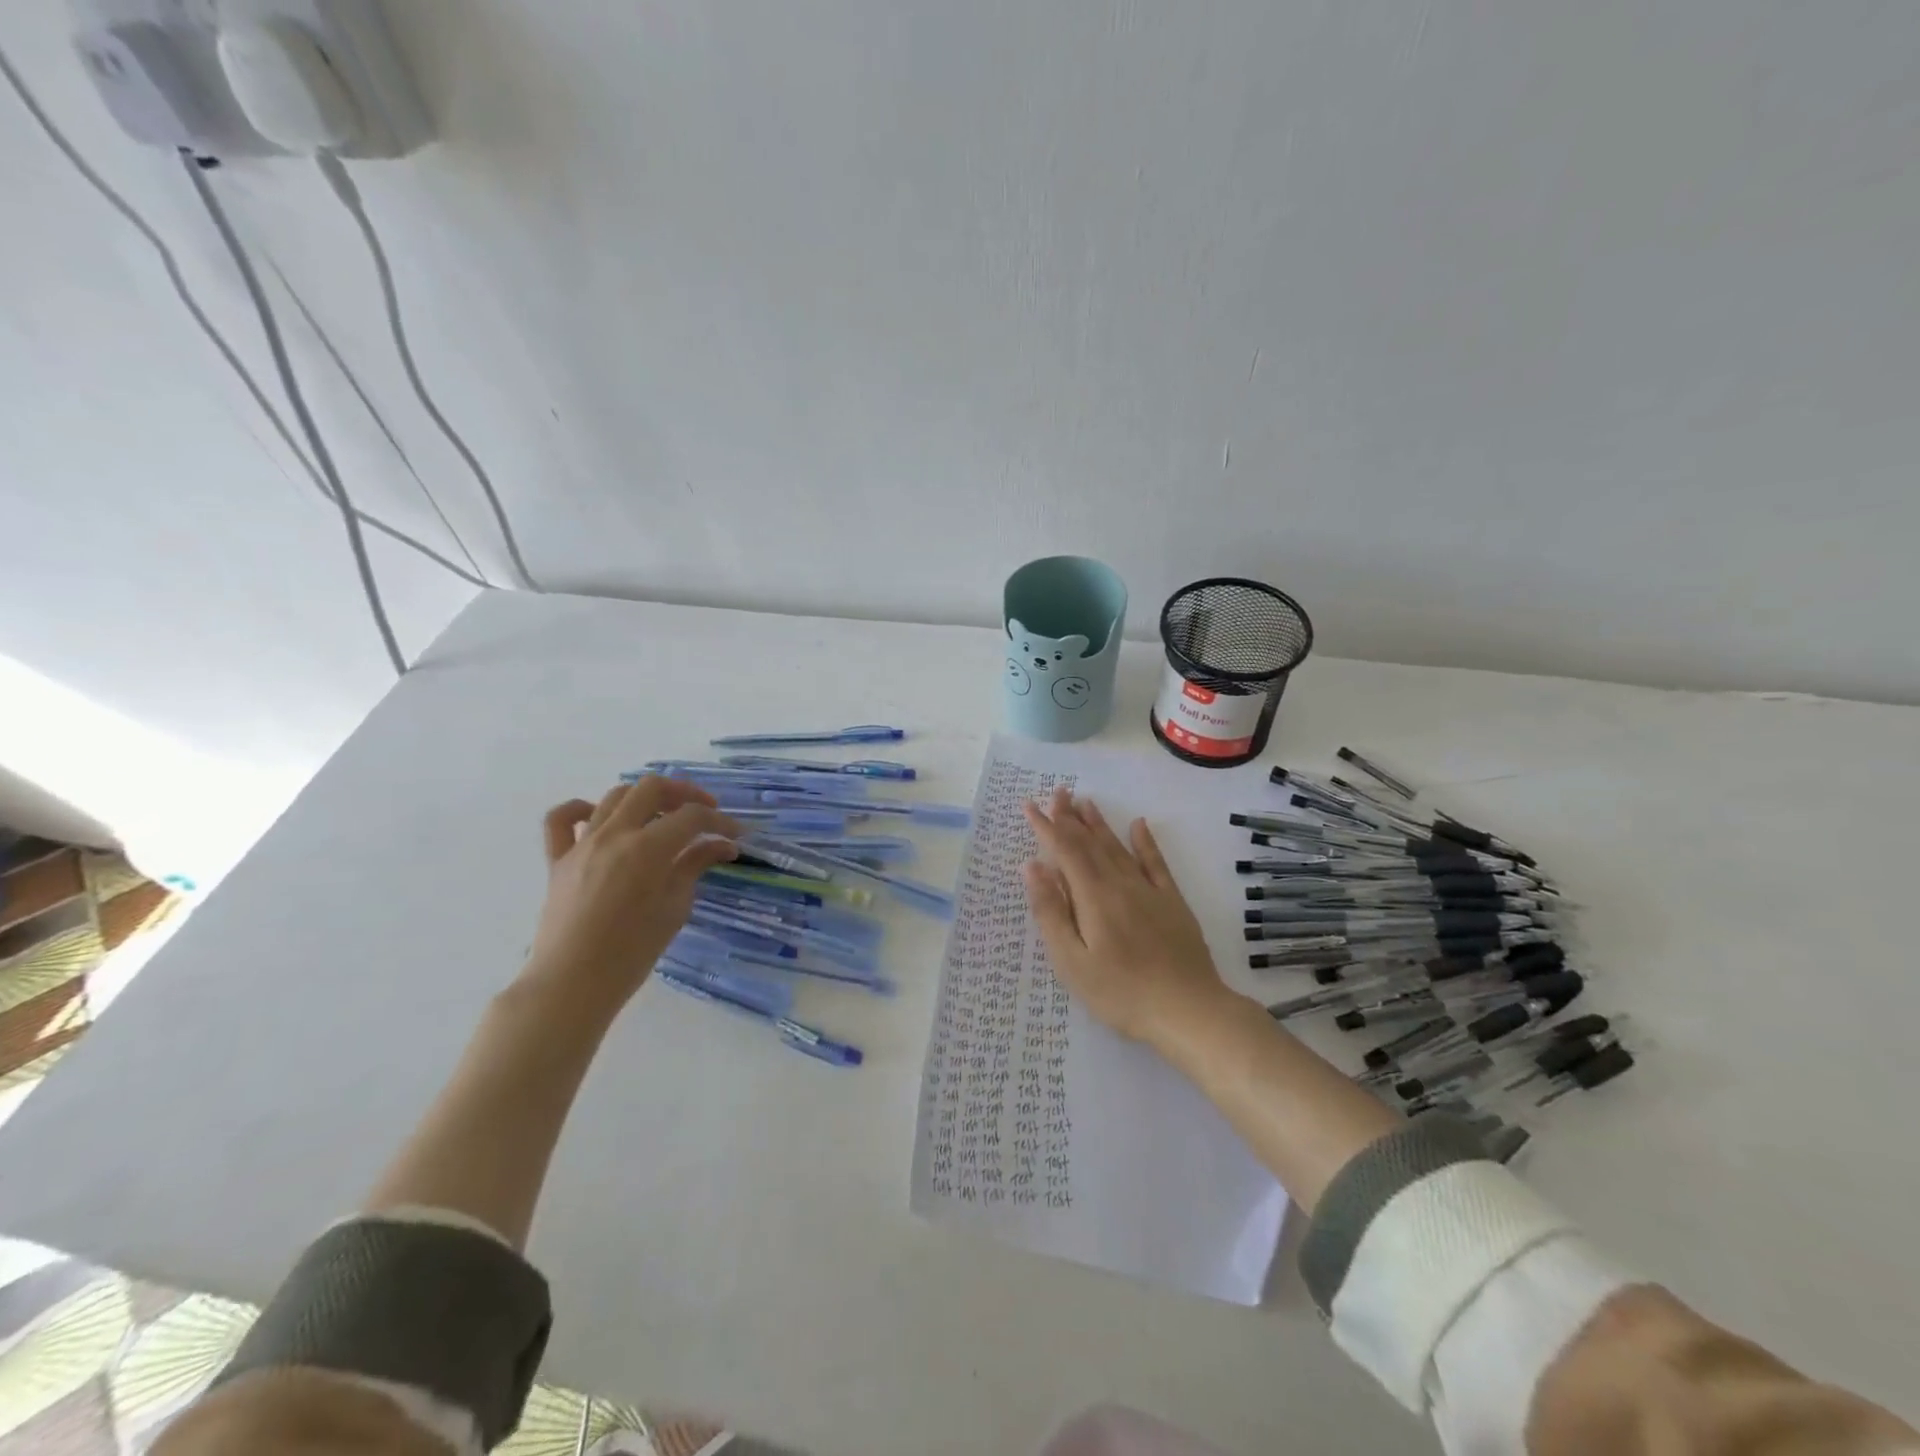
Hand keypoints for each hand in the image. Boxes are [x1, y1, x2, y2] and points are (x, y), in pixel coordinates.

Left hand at [524, 777, 739, 1006]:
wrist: (572, 984)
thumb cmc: (632, 952)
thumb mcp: (675, 908)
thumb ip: (695, 866)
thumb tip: (722, 845)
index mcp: (648, 849)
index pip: (692, 817)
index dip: (720, 821)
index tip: (736, 834)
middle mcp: (614, 835)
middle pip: (653, 788)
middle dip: (685, 794)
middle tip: (704, 813)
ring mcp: (582, 844)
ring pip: (615, 796)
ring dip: (645, 798)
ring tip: (662, 817)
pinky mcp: (557, 860)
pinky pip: (561, 820)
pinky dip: (582, 809)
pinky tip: (600, 818)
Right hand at [1022, 787, 1232, 1047]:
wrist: (1189, 1011)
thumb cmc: (1120, 993)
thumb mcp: (1072, 961)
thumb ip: (1051, 911)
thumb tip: (1032, 867)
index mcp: (1093, 897)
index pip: (1065, 851)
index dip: (1046, 827)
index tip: (1030, 806)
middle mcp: (1120, 884)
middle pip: (1091, 842)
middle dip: (1070, 817)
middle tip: (1057, 792)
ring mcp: (1150, 891)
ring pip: (1119, 848)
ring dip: (1099, 824)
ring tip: (1085, 802)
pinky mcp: (1173, 903)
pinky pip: (1156, 863)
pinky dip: (1145, 842)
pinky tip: (1139, 825)